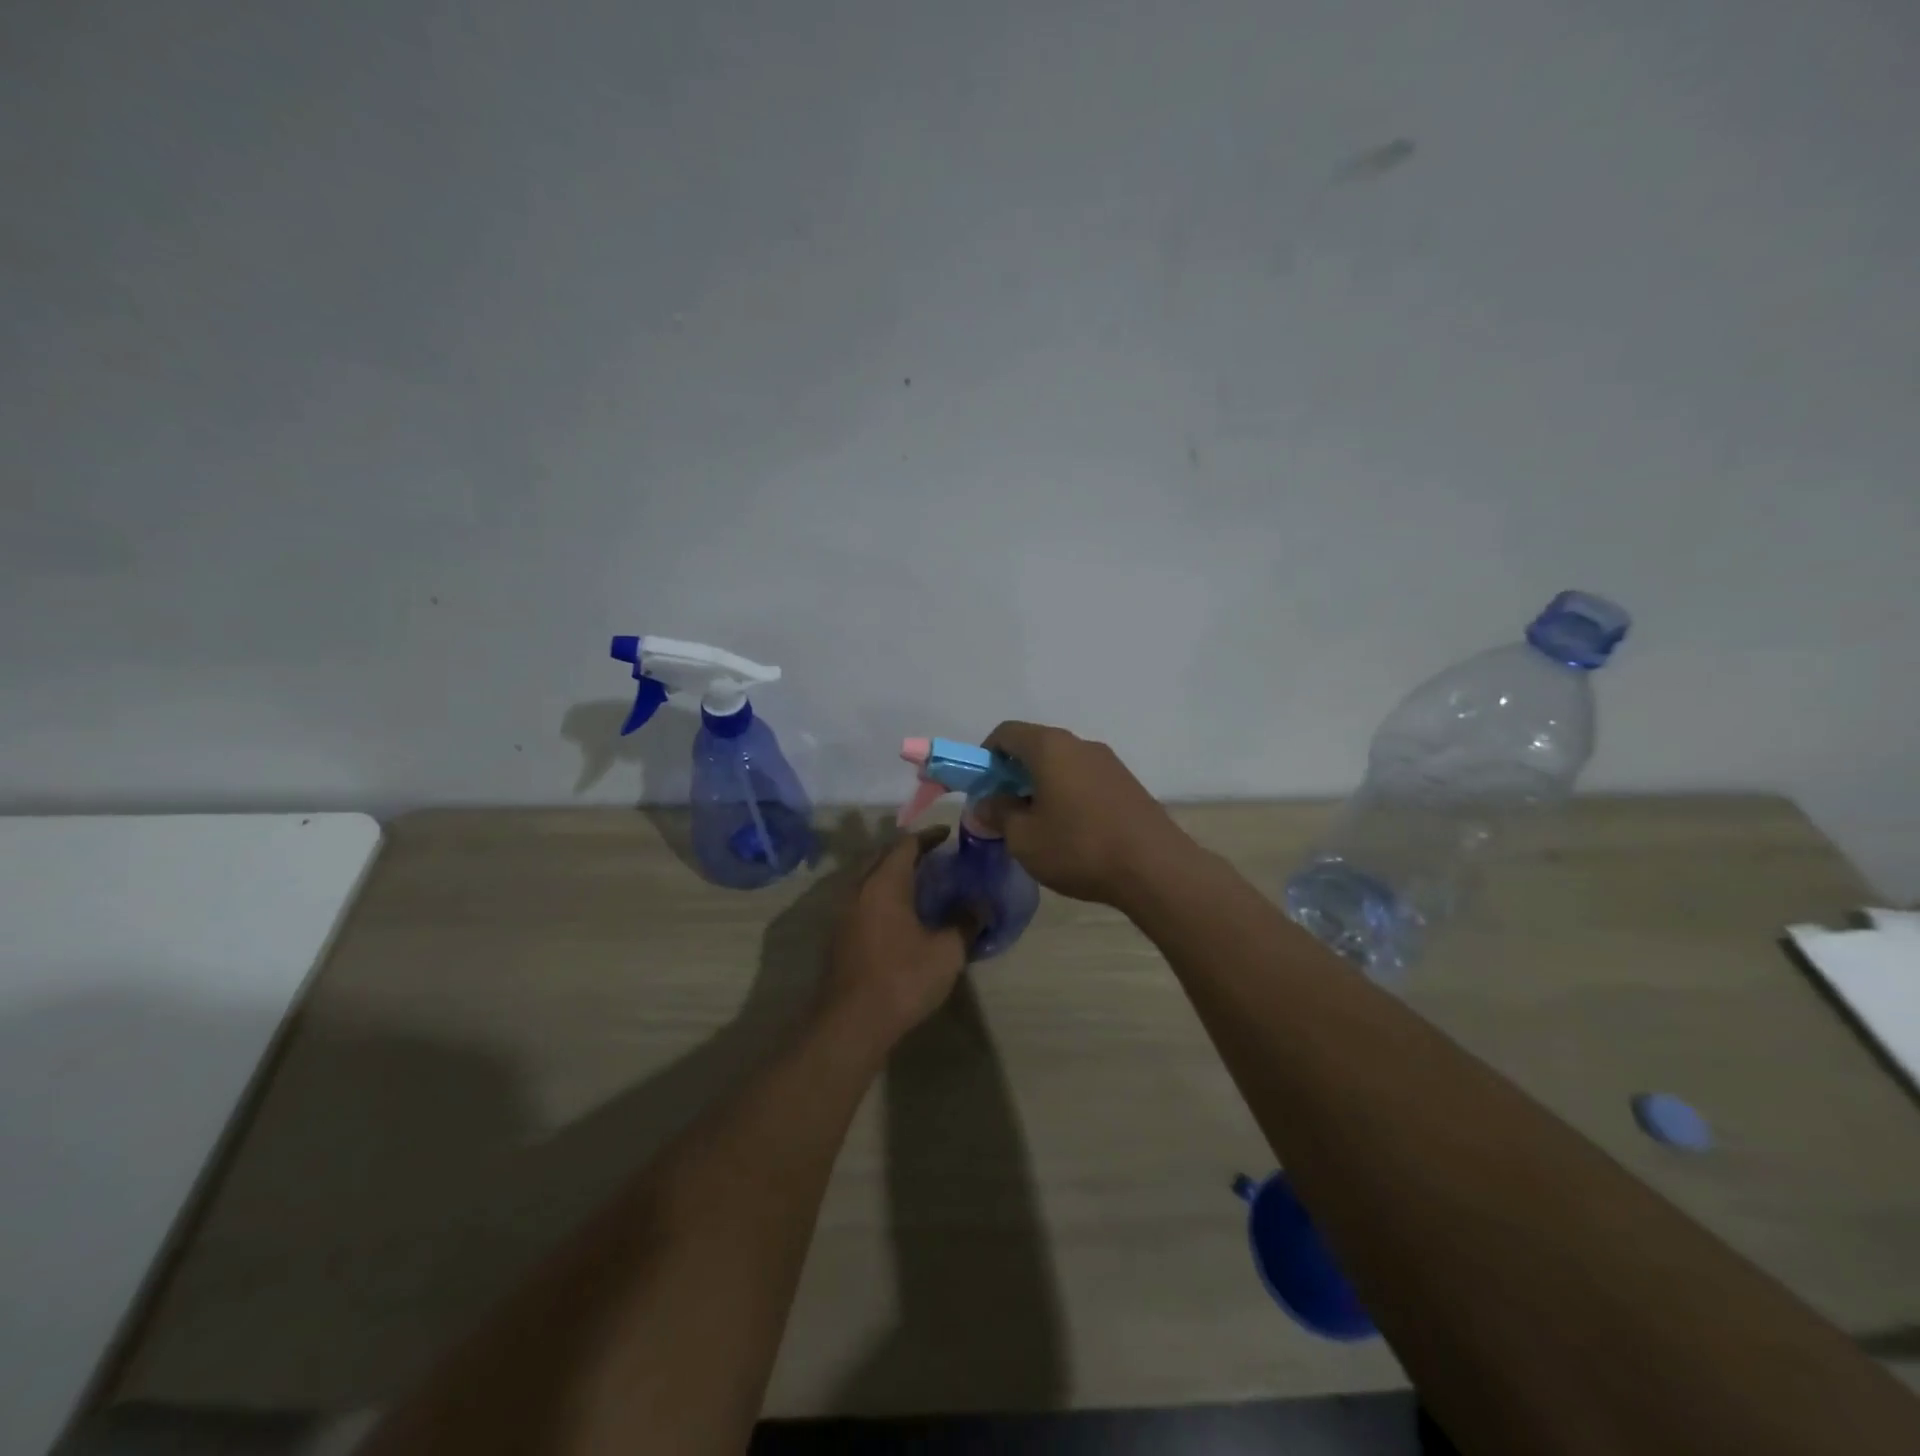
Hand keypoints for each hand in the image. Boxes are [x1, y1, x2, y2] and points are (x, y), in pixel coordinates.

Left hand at [820, 828, 969, 1046]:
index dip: (929, 836)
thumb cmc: (902, 979)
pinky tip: (901, 915)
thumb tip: (981, 904)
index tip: (949, 834)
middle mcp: (859, 889)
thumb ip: (966, 922)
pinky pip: (864, 901)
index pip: (906, 844)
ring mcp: (844, 913)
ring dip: (893, 874)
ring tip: (921, 884)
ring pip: (870, 880)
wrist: (851, 1024)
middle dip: (908, 852)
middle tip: (936, 856)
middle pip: (882, 857)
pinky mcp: (840, 936)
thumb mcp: (946, 952)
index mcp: (884, 883)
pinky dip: (883, 896)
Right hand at [979, 721, 1191, 906]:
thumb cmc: (1078, 847)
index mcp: (1050, 747)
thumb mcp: (1024, 838)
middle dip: (1012, 774)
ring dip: (1041, 786)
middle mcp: (1080, 745)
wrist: (1155, 868)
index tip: (981, 787)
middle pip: (1035, 747)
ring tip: (1037, 826)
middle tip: (1004, 811)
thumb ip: (999, 814)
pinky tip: (1070, 831)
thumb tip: (986, 804)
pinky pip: (1084, 779)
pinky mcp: (1127, 784)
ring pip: (1062, 765)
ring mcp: (1108, 763)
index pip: (1006, 733)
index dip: (985, 756)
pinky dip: (1067, 795)